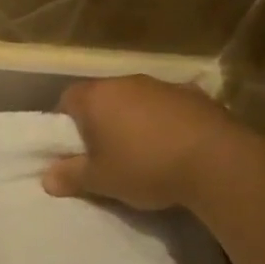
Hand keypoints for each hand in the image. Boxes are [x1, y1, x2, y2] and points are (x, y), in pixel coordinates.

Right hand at [43, 74, 230, 210]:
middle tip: (104, 154)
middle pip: (103, 97)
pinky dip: (166, 122)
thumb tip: (47, 178)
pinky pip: (169, 107)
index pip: (67, 99)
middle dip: (100, 121)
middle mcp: (127, 82)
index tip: (73, 148)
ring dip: (134, 120)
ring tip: (143, 153)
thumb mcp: (100, 181)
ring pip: (137, 100)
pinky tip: (174, 147)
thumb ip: (71, 176)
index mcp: (97, 97)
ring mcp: (164, 86)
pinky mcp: (197, 96)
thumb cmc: (145, 167)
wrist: (217, 162)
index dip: (65, 123)